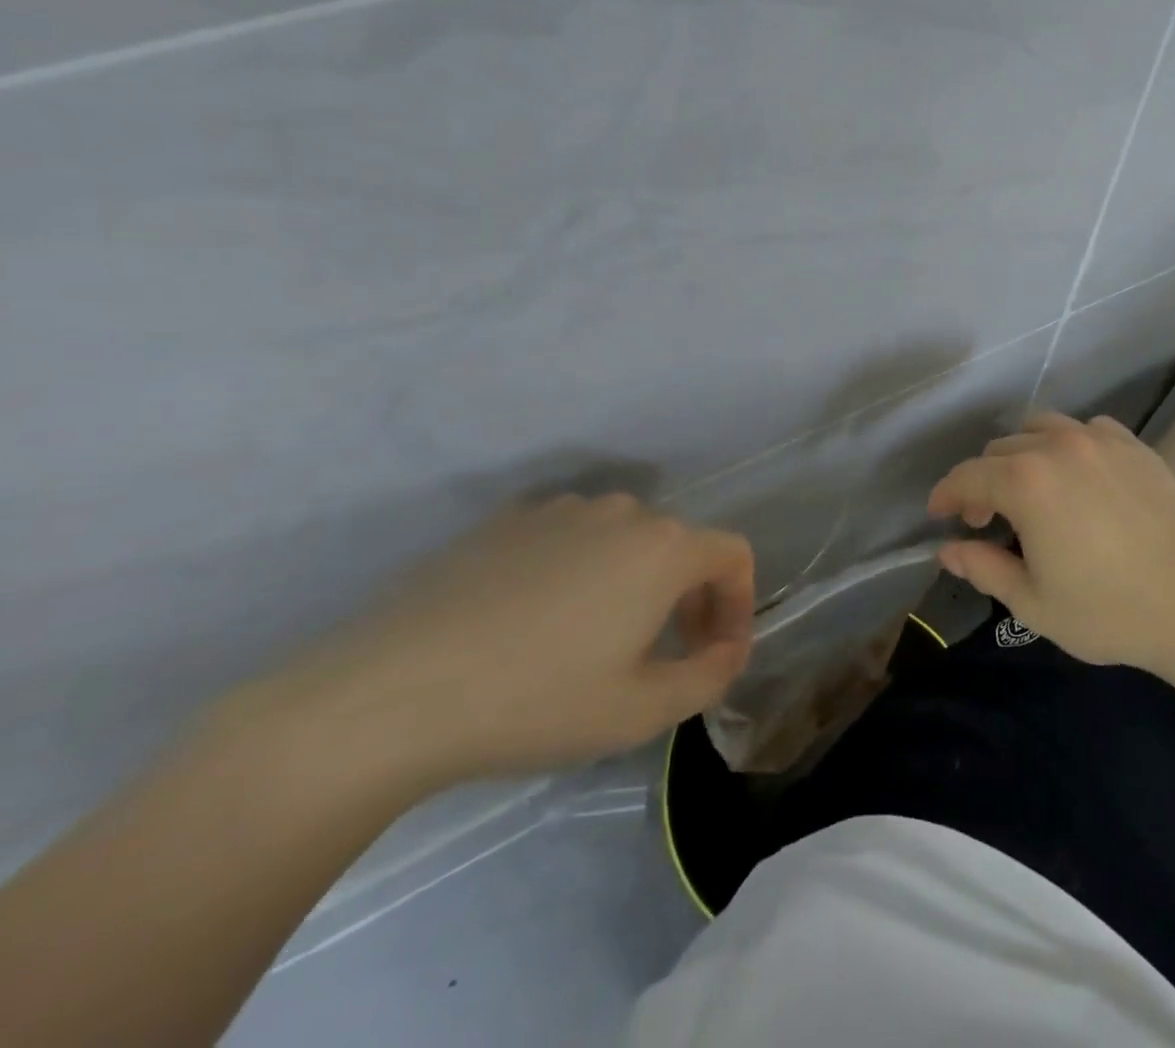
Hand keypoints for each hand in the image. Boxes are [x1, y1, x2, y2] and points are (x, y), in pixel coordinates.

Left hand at [247, 495, 753, 791]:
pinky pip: (567, 540)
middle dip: (687, 600)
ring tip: (593, 644)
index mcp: (664, 547)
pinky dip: (577, 573)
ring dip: (631, 585)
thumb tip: (727, 652)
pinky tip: (533, 625)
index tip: (717, 655)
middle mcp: (622, 512)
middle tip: (662, 658)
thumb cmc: (536, 701)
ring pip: (622, 543)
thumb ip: (710, 676)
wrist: (387, 695)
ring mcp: (559, 510)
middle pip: (679, 547)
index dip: (740, 604)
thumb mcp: (642, 710)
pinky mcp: (504, 522)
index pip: (734, 556)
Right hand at [928, 413, 1174, 678]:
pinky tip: (1079, 479)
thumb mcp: (1034, 602)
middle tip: (987, 519)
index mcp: (1027, 482)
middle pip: (1001, 449)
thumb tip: (949, 550)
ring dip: (1022, 455)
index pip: (968, 476)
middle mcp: (1059, 446)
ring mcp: (1101, 440)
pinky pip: (1086, 430)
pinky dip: (1067, 446)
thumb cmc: (1111, 610)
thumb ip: (984, 568)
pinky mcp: (1134, 445)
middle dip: (983, 480)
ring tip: (1030, 491)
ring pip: (1042, 429)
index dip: (947, 494)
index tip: (939, 515)